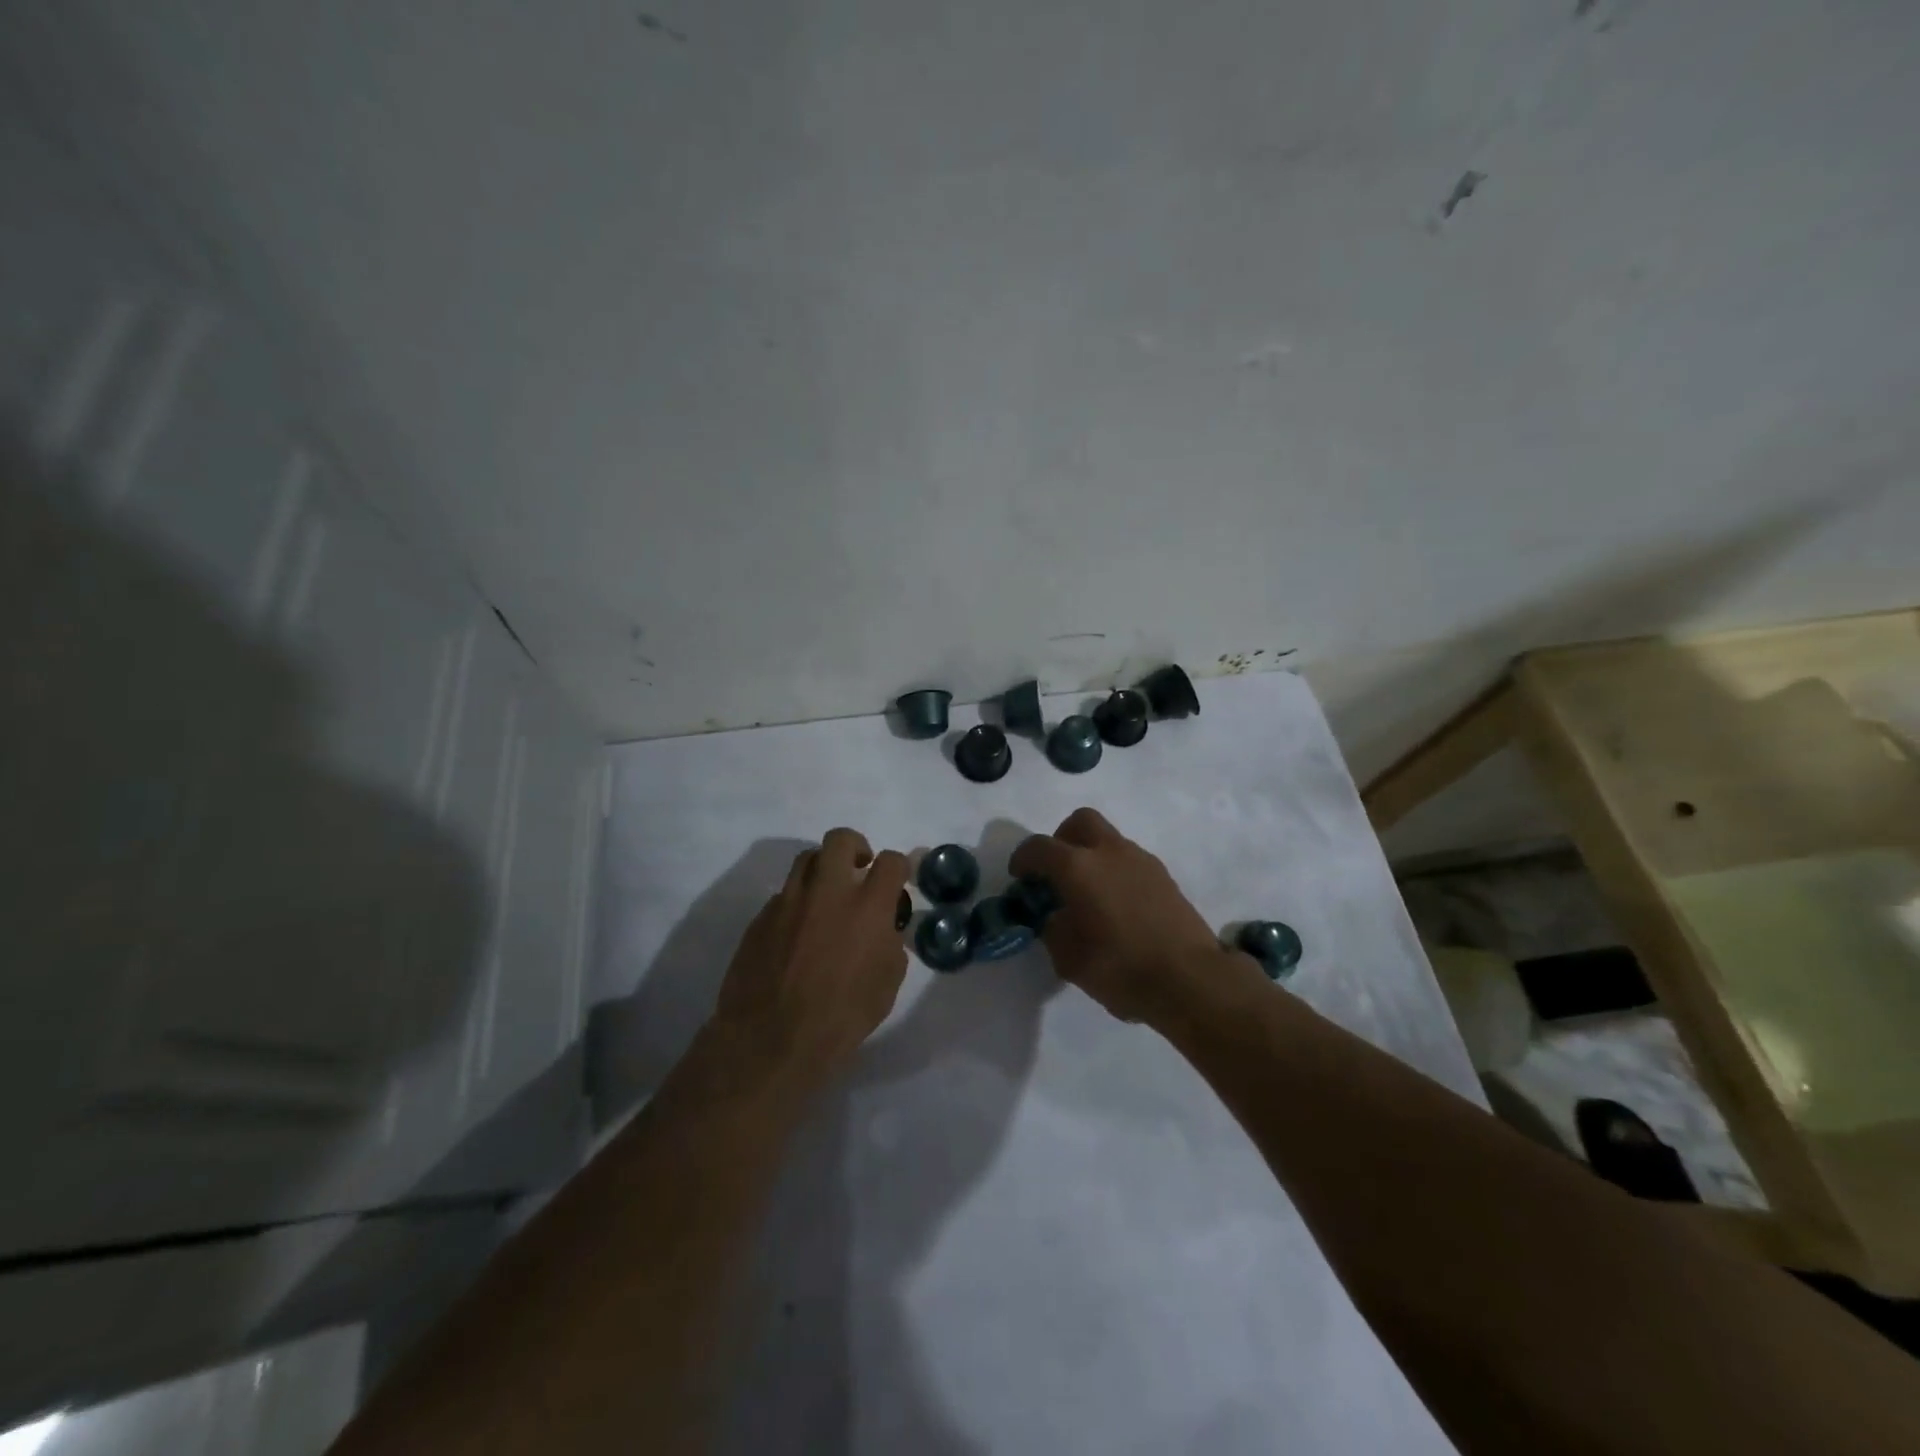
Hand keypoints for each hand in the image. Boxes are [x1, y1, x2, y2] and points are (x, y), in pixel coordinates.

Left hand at [710, 828, 910, 1087]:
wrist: (770, 1040)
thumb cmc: (840, 1018)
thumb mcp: (886, 984)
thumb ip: (889, 943)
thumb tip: (883, 926)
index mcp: (867, 907)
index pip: (890, 862)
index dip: (897, 866)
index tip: (896, 879)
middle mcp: (827, 891)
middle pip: (840, 839)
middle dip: (855, 846)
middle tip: (859, 868)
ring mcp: (789, 901)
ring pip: (806, 859)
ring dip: (823, 869)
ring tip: (827, 895)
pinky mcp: (760, 917)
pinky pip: (783, 895)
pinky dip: (797, 903)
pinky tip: (798, 932)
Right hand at [1011, 808, 1241, 1025]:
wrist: (1191, 980)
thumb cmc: (1121, 968)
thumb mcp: (1069, 959)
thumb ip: (1053, 929)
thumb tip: (1056, 917)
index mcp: (1078, 868)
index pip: (1039, 847)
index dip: (1023, 858)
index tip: (1020, 876)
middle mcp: (1109, 852)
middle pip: (1080, 822)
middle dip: (1062, 839)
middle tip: (1057, 871)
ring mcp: (1141, 860)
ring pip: (1108, 840)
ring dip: (1092, 856)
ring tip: (1089, 896)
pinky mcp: (1164, 876)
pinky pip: (1129, 861)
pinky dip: (1115, 872)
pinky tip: (1117, 907)